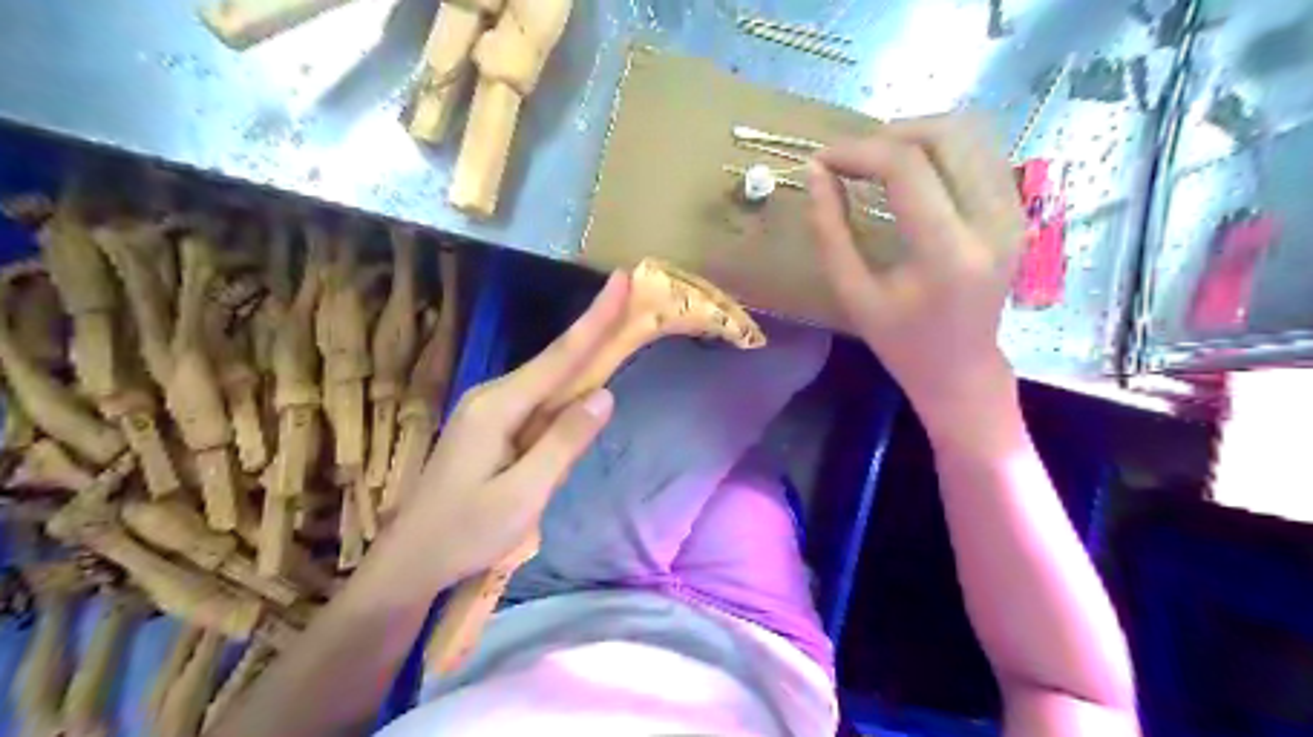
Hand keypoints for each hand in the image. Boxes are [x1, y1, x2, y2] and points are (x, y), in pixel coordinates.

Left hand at [382, 271, 626, 586]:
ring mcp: (489, 410)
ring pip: (548, 382)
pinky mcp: (491, 427)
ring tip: (619, 338)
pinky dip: (567, 392)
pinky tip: (584, 392)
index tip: (621, 280)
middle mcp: (492, 396)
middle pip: (556, 361)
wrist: (410, 561)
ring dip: (585, 362)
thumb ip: (564, 442)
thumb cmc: (466, 532)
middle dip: (595, 332)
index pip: (559, 356)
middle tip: (631, 303)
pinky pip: (538, 402)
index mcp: (498, 407)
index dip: (595, 319)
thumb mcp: (523, 494)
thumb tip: (603, 395)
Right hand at [813, 117, 1024, 426]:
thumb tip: (816, 172)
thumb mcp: (853, 292)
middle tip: (851, 158)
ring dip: (917, 134)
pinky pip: (982, 153)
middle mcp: (991, 222)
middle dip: (889, 133)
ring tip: (878, 160)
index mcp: (947, 253)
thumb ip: (830, 230)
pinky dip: (941, 149)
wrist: (963, 369)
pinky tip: (912, 172)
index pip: (906, 168)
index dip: (858, 151)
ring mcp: (1013, 213)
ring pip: (971, 133)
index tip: (823, 159)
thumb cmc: (901, 341)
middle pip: (947, 134)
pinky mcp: (1017, 211)